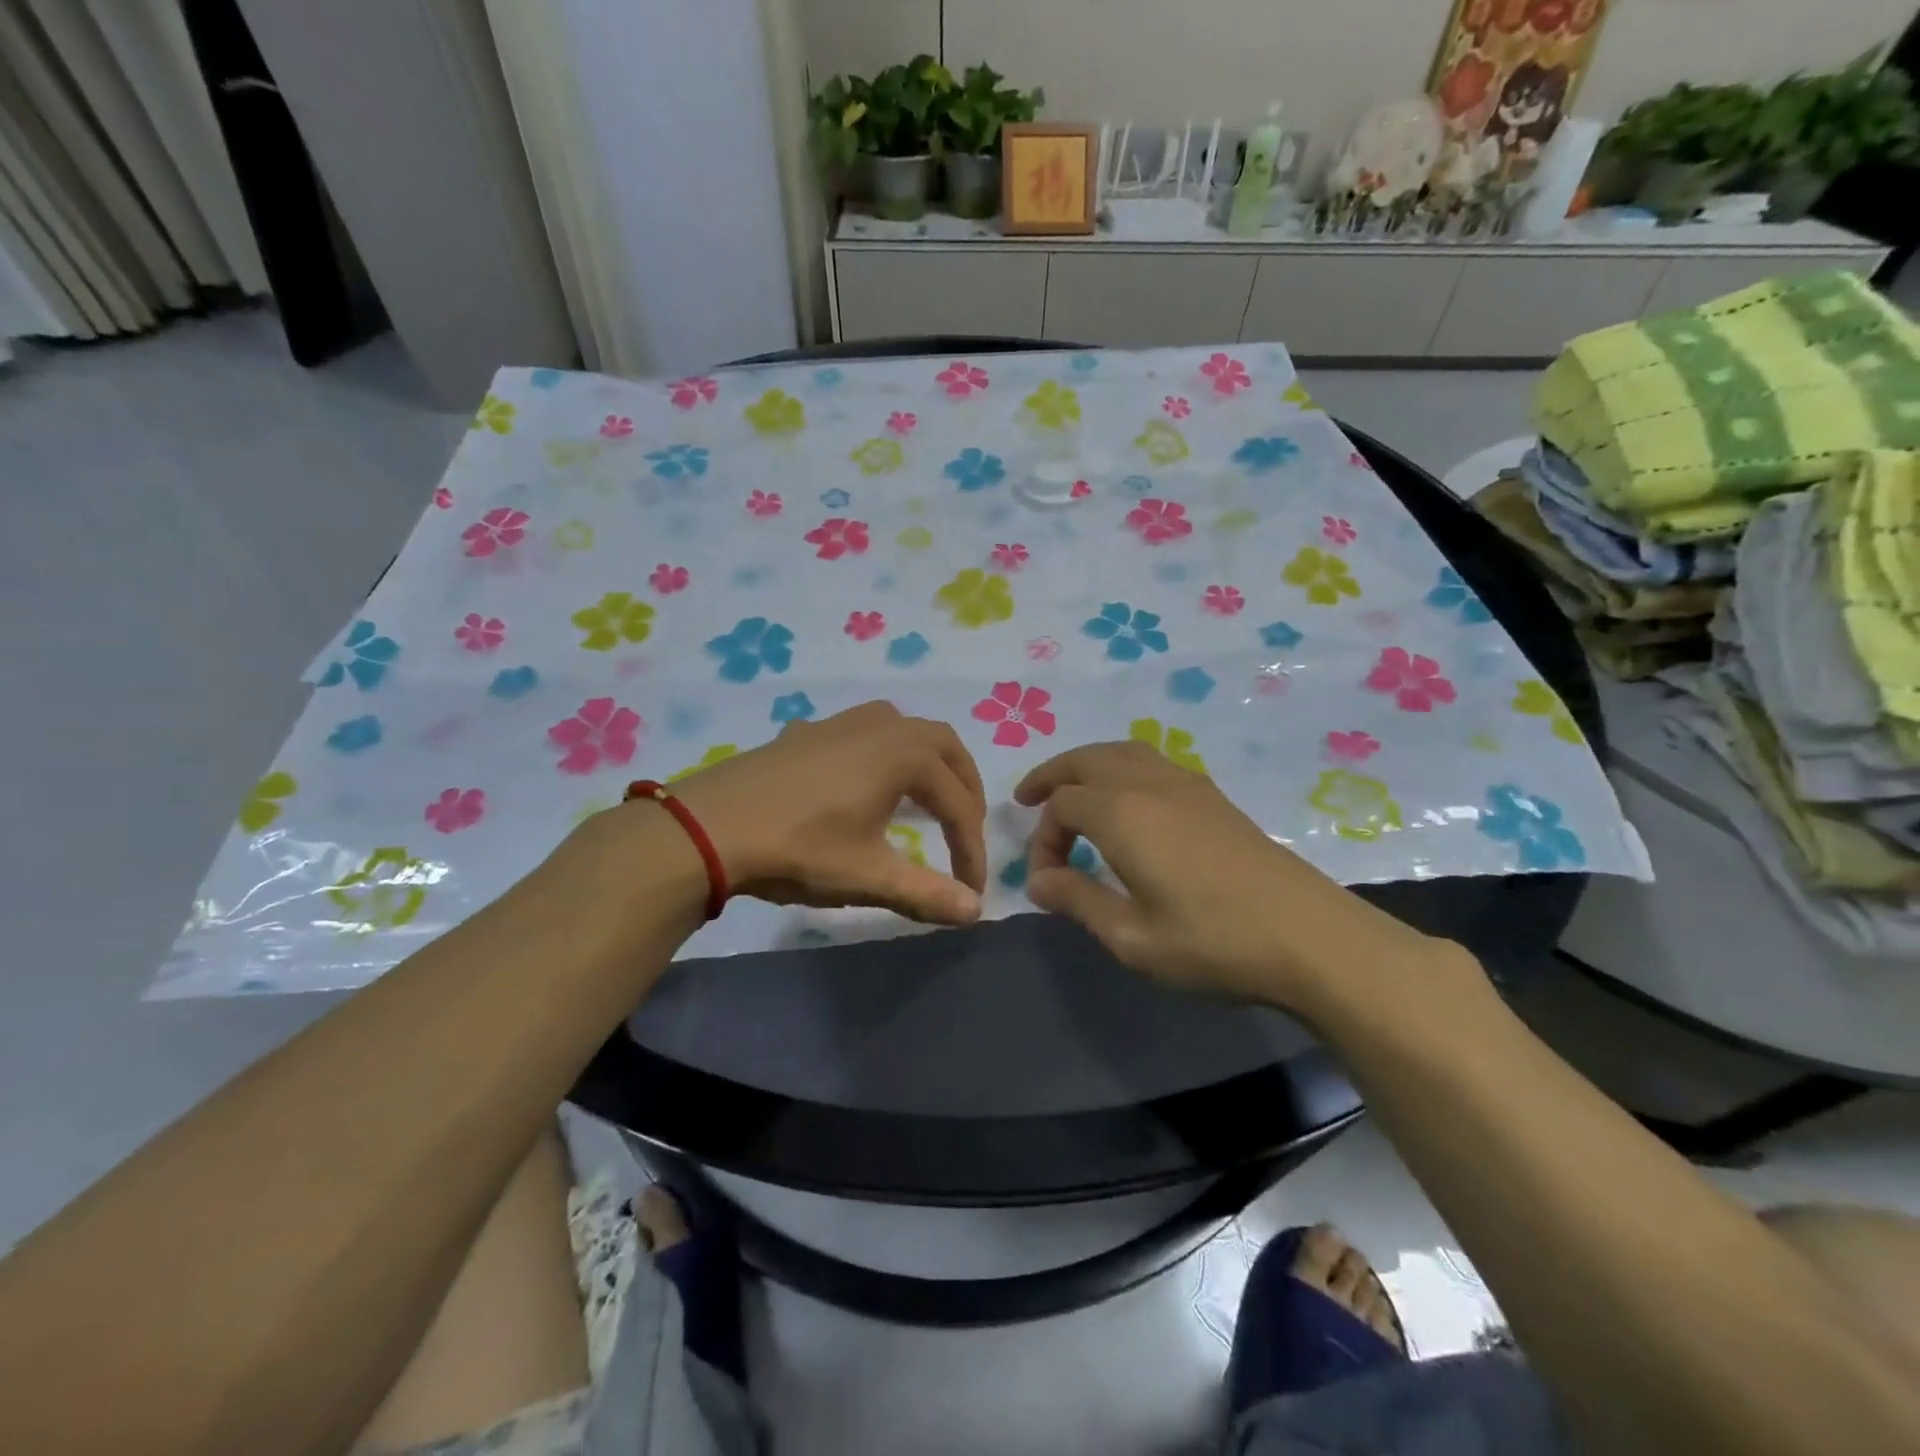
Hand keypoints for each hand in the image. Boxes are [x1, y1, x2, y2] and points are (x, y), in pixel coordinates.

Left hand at [664, 701, 987, 924]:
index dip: (971, 849)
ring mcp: (842, 722)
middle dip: (963, 789)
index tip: (971, 889)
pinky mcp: (809, 731)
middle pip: (944, 748)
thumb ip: (926, 893)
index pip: (957, 804)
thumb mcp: (868, 876)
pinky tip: (868, 783)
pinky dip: (888, 754)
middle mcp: (882, 725)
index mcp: (905, 754)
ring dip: (929, 762)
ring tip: (929, 799)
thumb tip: (976, 912)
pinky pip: (867, 731)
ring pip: (906, 730)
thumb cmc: (799, 848)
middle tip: (966, 830)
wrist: (708, 828)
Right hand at [1015, 742, 1438, 1008]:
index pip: (1061, 805)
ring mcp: (1186, 783)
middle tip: (1029, 800)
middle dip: (1052, 776)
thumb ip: (1077, 900)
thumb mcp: (1130, 937)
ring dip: (1087, 765)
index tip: (1046, 882)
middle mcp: (1149, 783)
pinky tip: (1129, 803)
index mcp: (1122, 813)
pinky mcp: (1213, 795)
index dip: (1042, 839)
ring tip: (1073, 791)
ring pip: (1121, 751)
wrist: (1308, 937)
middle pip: (1086, 759)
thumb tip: (1038, 881)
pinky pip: (1151, 761)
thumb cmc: (1212, 942)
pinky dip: (1121, 768)